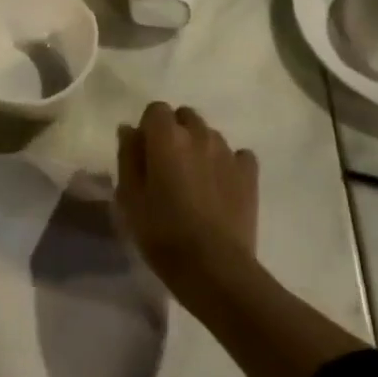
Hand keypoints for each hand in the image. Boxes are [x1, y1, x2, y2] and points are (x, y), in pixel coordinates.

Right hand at [115, 103, 258, 276]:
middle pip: (185, 117)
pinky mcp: (250, 174)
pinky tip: (220, 186)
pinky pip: (237, 155)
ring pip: (210, 135)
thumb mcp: (129, 196)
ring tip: (193, 179)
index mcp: (167, 137)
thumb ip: (128, 156)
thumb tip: (129, 130)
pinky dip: (227, 163)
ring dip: (199, 147)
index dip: (148, 128)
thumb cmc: (162, 232)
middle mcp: (199, 135)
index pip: (155, 109)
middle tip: (166, 166)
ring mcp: (228, 153)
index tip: (144, 154)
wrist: (214, 267)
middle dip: (175, 132)